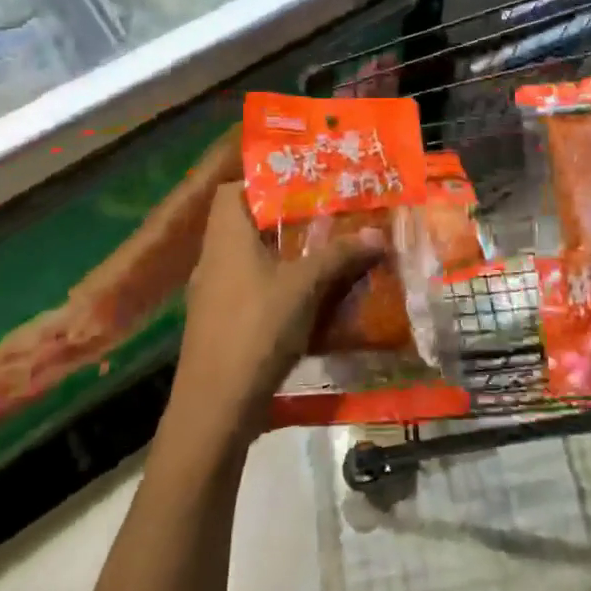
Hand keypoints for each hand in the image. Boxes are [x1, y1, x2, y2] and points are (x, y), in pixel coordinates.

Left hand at [168, 183, 386, 452]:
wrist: (214, 409)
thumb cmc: (256, 329)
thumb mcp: (305, 286)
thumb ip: (339, 256)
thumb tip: (378, 234)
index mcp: (226, 237)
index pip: (232, 190)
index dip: (262, 181)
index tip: (300, 184)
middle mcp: (213, 258)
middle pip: (244, 224)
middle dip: (283, 220)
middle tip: (323, 216)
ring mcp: (212, 294)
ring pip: (248, 259)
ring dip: (281, 255)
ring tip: (321, 253)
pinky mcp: (217, 325)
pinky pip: (248, 289)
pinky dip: (274, 286)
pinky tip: (305, 299)